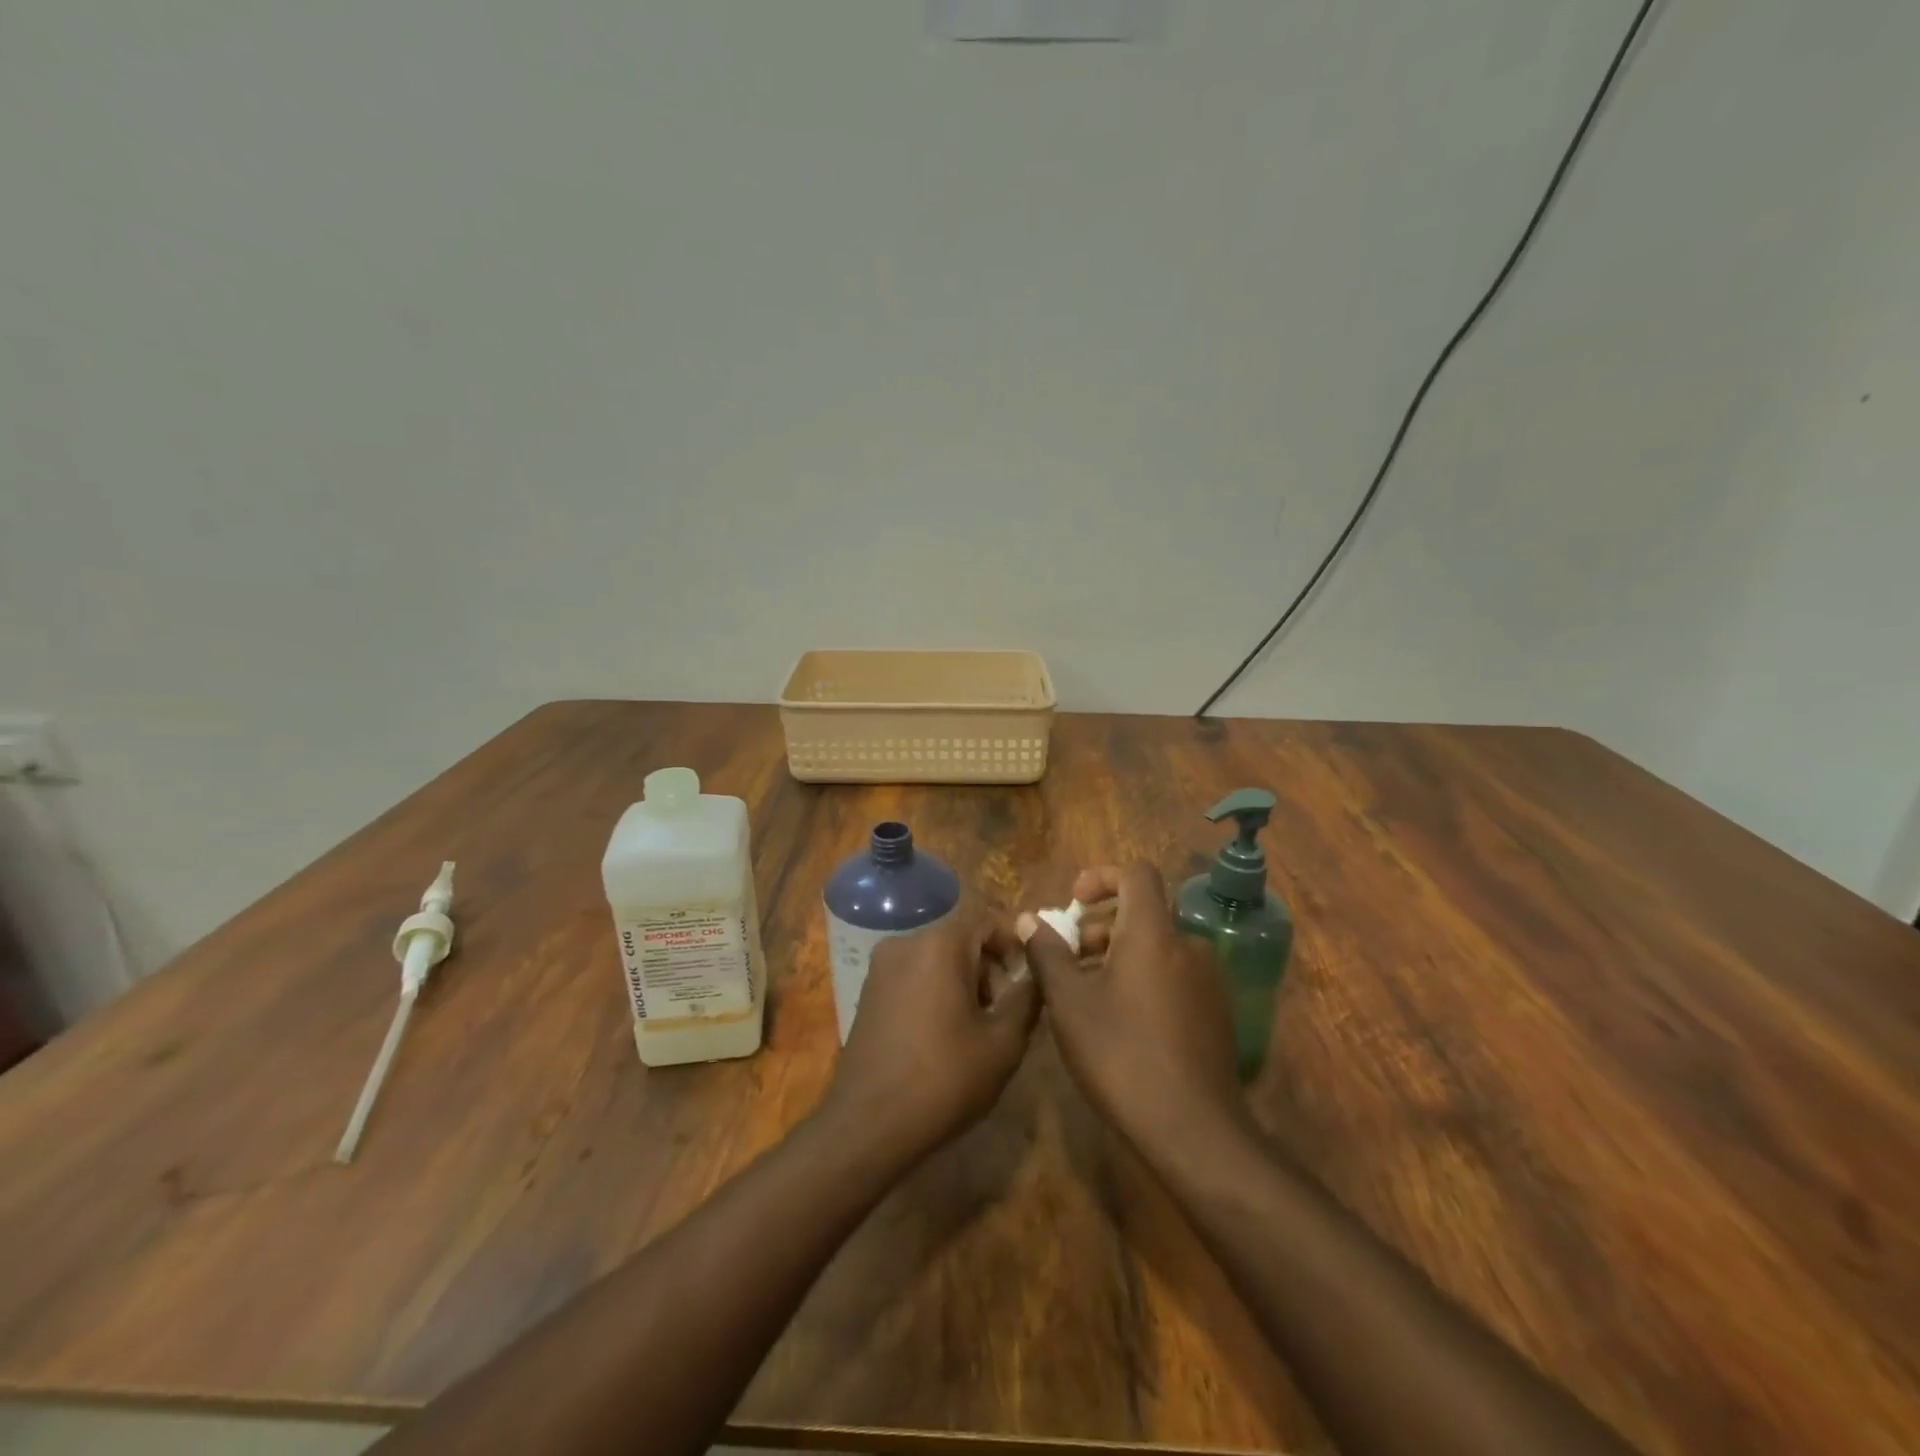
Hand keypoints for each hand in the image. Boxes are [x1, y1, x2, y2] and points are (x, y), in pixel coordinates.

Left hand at [823, 916, 1038, 1161]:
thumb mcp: (1003, 1042)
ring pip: (937, 959)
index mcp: (939, 944)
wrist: (868, 1126)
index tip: (1029, 982)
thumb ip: (1027, 998)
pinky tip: (944, 1037)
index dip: (1015, 946)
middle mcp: (905, 943)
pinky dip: (936, 993)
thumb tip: (1038, 972)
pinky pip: (914, 977)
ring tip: (978, 1031)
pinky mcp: (868, 993)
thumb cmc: (944, 1079)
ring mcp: (881, 968)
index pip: (988, 921)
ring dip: (964, 983)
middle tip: (1006, 1013)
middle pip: (961, 940)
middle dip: (990, 969)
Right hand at [1020, 864, 1244, 1154]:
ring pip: (1156, 947)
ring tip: (1085, 992)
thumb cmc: (1122, 1055)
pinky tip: (1119, 1020)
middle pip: (1142, 913)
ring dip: (1118, 955)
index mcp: (1154, 933)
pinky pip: (1173, 974)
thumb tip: (1028, 920)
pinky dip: (1142, 977)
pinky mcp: (1215, 1011)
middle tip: (1068, 958)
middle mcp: (1188, 945)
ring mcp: (1208, 980)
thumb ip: (1047, 953)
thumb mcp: (1070, 1003)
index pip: (1136, 873)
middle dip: (1100, 926)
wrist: (1195, 1130)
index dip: (1101, 877)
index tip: (1073, 903)